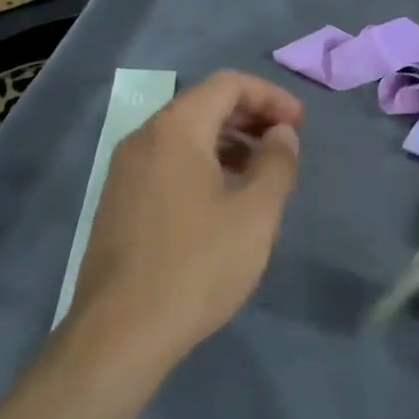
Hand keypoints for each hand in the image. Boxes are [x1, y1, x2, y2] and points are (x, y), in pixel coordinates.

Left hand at [66, 71, 302, 369]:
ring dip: (228, 143)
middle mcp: (143, 138)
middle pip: (203, 105)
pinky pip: (167, 163)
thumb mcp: (255, 215)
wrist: (119, 334)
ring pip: (184, 136)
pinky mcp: (118, 202)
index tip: (299, 126)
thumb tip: (282, 134)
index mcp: (175, 130)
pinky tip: (223, 201)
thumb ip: (277, 164)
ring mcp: (124, 171)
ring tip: (260, 174)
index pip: (228, 84)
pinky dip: (202, 165)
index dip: (270, 96)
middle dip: (250, 116)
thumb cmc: (196, 266)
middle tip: (285, 144)